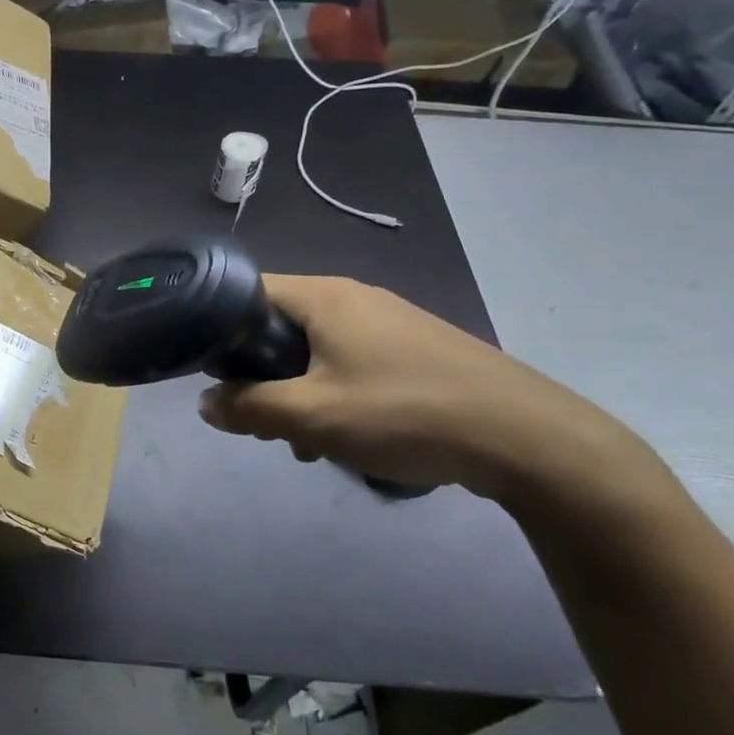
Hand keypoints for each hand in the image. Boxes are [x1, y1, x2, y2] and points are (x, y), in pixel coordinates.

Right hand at [197, 275, 647, 503]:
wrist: (527, 438)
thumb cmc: (404, 413)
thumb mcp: (312, 416)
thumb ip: (249, 407)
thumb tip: (206, 403)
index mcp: (325, 296)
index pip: (247, 292)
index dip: (219, 329)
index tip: (213, 373)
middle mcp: (355, 297)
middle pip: (280, 325)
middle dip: (261, 374)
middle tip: (263, 419)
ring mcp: (390, 322)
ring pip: (316, 350)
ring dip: (298, 392)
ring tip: (307, 442)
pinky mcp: (416, 350)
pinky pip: (352, 363)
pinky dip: (335, 394)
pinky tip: (350, 437)